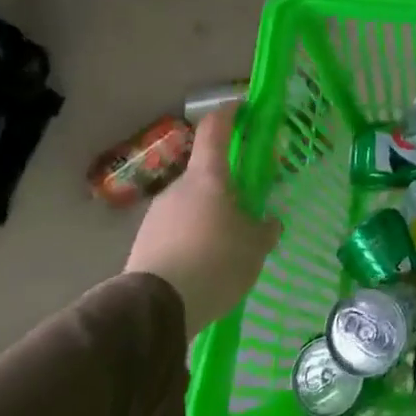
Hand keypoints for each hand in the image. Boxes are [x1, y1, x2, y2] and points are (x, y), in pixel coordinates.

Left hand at [124, 103, 279, 335]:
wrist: (155, 308)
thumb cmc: (216, 261)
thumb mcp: (255, 247)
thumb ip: (265, 229)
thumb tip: (270, 222)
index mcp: (208, 177)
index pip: (216, 130)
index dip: (229, 114)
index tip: (242, 107)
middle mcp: (179, 187)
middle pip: (206, 173)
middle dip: (227, 183)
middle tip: (248, 203)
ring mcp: (157, 214)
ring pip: (191, 203)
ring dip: (209, 214)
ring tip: (229, 243)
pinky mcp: (145, 242)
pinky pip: (177, 229)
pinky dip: (194, 237)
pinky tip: (207, 263)